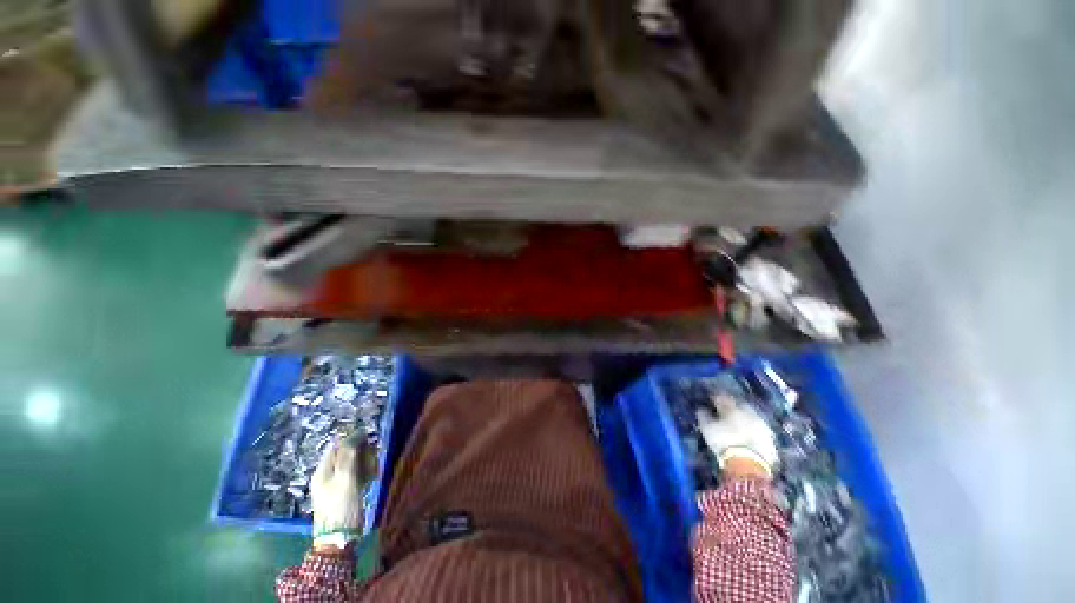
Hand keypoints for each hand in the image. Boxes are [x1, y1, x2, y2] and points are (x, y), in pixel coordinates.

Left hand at [311, 436, 374, 549]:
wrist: (339, 539)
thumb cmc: (341, 507)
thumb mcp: (346, 478)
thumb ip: (349, 455)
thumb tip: (356, 433)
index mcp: (323, 470)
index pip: (337, 444)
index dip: (353, 439)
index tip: (369, 441)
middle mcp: (328, 474)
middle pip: (346, 453)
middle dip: (362, 452)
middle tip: (372, 459)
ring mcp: (336, 483)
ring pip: (354, 463)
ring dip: (366, 463)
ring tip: (374, 471)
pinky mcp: (346, 490)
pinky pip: (357, 474)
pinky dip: (366, 473)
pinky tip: (372, 478)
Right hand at [696, 395, 778, 478]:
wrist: (749, 464)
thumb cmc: (723, 442)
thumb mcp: (707, 428)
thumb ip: (704, 416)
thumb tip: (702, 409)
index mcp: (732, 407)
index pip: (722, 397)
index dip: (715, 397)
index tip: (710, 400)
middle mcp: (749, 412)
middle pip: (740, 405)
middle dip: (733, 406)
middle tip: (726, 412)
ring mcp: (762, 425)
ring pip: (752, 417)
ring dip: (745, 419)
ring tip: (738, 425)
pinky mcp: (770, 439)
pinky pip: (760, 431)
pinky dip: (754, 432)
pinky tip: (749, 437)